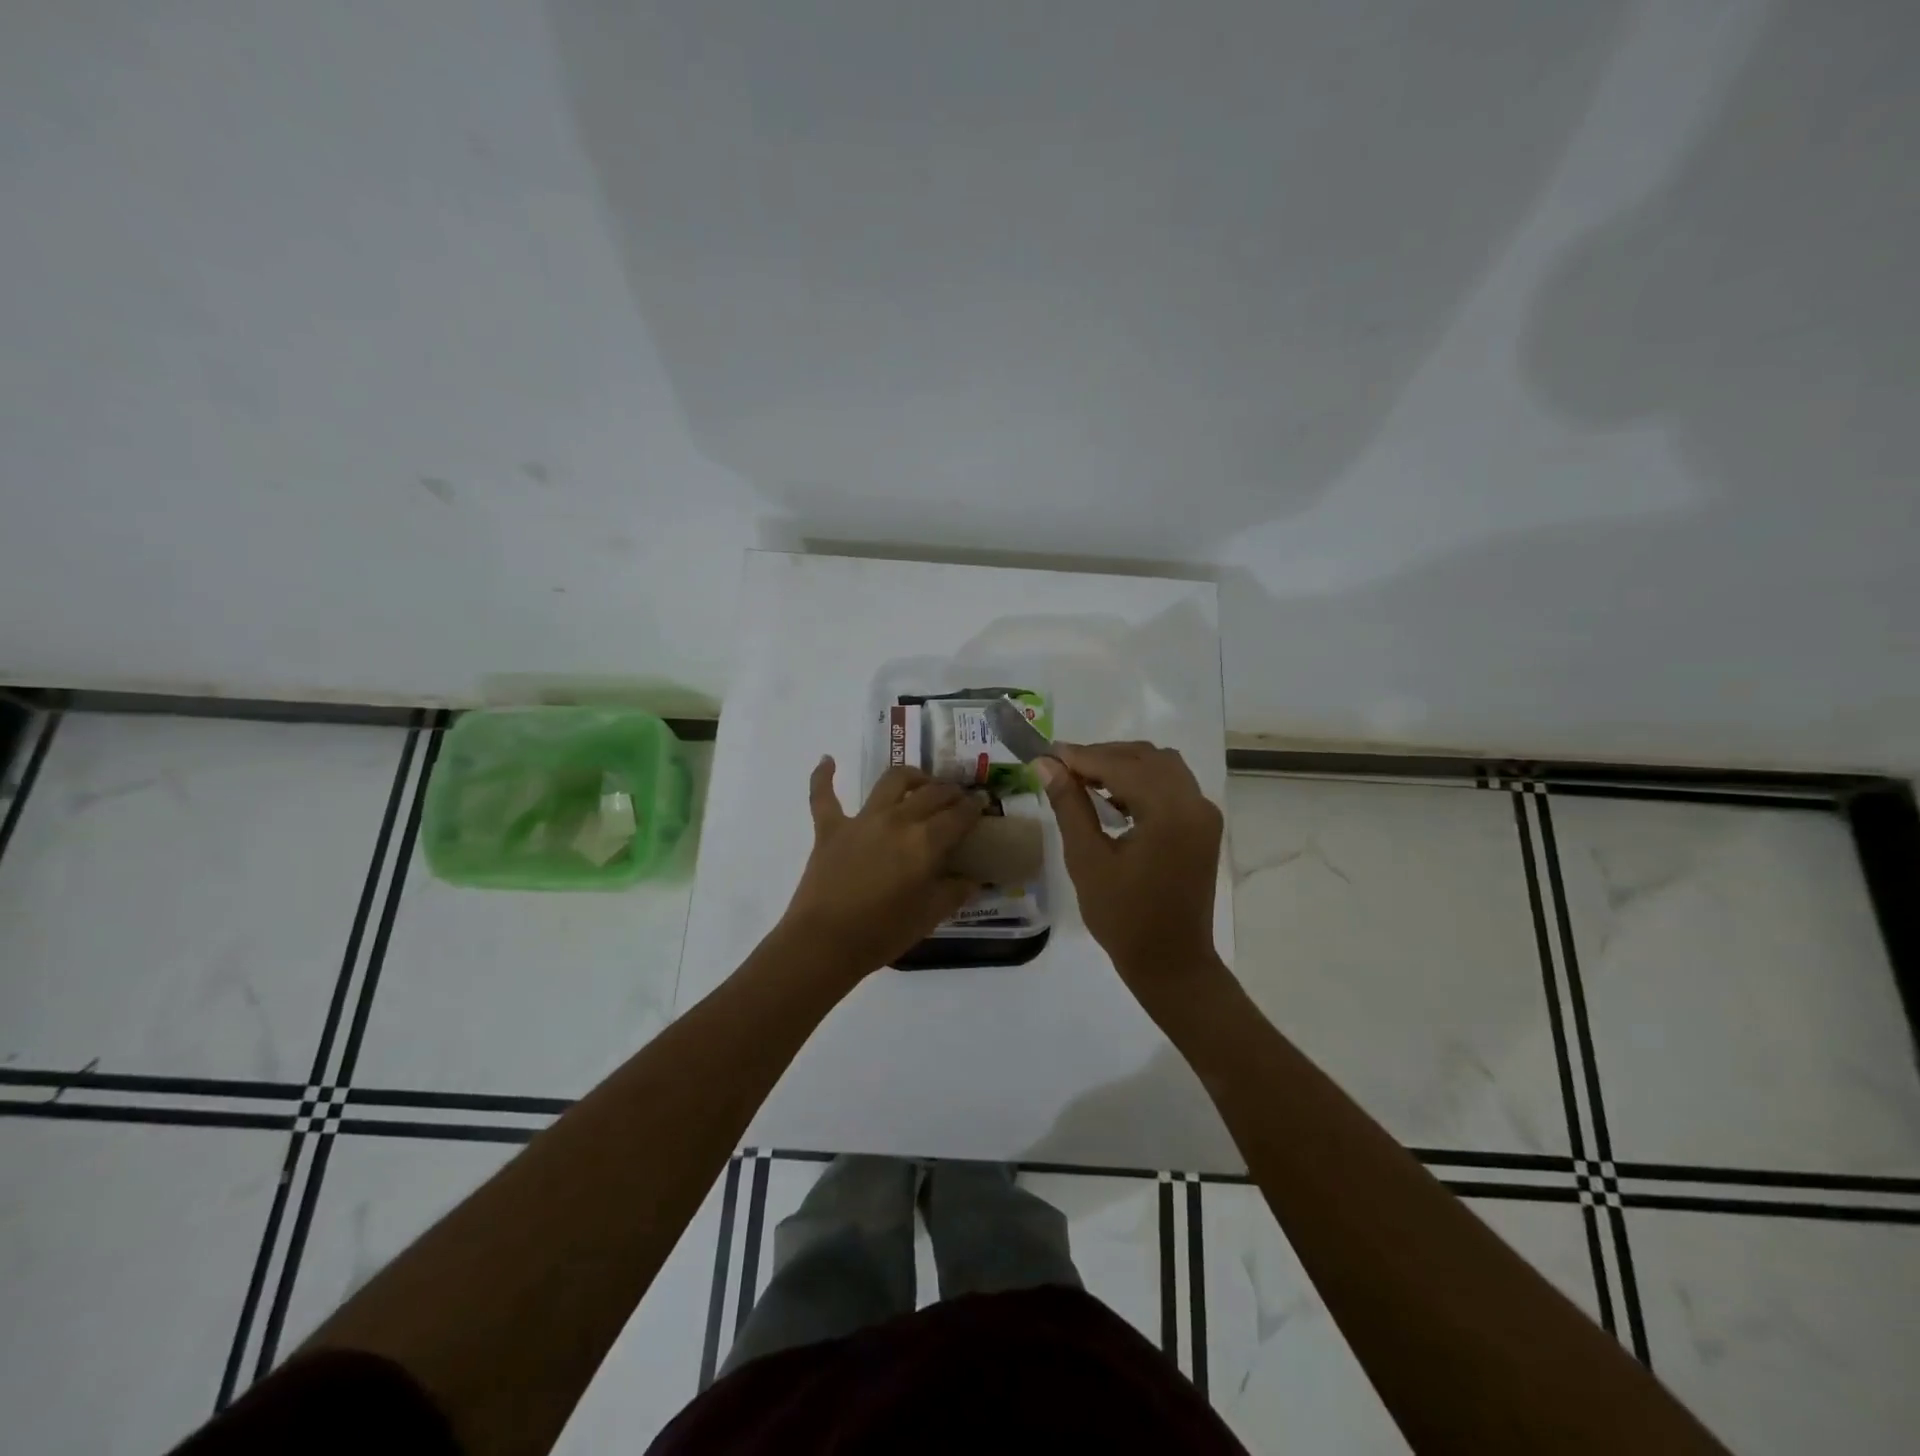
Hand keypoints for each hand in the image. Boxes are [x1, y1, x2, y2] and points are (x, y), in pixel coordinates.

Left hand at [779, 758, 984, 977]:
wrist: (824, 943)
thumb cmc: (882, 933)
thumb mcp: (929, 916)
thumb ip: (954, 892)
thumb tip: (973, 880)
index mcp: (925, 842)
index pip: (959, 815)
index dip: (974, 808)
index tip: (982, 806)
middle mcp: (897, 820)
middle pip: (931, 793)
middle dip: (950, 792)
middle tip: (958, 800)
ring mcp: (861, 820)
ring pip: (891, 781)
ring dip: (911, 776)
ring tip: (920, 782)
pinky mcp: (830, 828)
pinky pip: (824, 794)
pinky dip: (824, 776)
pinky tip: (828, 760)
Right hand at [1038, 741, 1223, 997]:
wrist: (1171, 963)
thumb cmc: (1123, 918)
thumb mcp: (1087, 860)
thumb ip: (1069, 805)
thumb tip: (1046, 764)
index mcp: (1169, 813)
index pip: (1121, 765)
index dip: (1081, 756)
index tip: (1046, 754)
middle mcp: (1195, 804)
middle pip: (1146, 757)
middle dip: (1103, 756)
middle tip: (1061, 768)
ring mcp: (1204, 814)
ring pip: (1161, 766)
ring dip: (1124, 765)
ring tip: (1084, 781)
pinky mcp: (1203, 826)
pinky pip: (1172, 785)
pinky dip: (1142, 781)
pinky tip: (1113, 797)